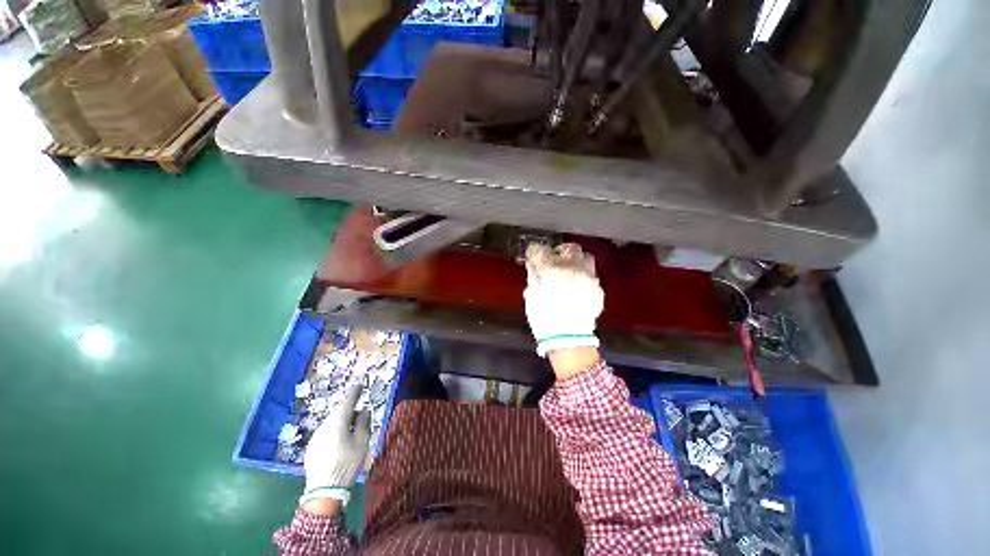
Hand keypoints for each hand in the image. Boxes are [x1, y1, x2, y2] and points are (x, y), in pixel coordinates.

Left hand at [299, 385, 369, 508]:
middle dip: (348, 407)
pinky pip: (326, 432)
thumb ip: (363, 423)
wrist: (324, 490)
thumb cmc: (347, 463)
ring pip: (331, 422)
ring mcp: (316, 437)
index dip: (355, 393)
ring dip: (341, 420)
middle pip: (338, 412)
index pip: (347, 402)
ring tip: (352, 425)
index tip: (360, 385)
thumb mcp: (362, 442)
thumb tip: (363, 410)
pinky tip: (340, 439)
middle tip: (358, 408)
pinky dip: (334, 430)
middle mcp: (324, 426)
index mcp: (338, 422)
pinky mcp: (312, 447)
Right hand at [524, 243, 604, 357]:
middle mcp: (574, 269)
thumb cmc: (544, 318)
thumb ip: (533, 276)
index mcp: (551, 270)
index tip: (534, 255)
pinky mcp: (598, 290)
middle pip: (570, 248)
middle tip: (554, 260)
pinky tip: (577, 288)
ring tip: (569, 272)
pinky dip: (583, 278)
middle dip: (561, 252)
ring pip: (586, 259)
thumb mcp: (532, 296)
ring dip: (576, 262)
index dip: (536, 251)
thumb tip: (534, 265)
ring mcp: (589, 279)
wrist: (568, 340)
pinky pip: (591, 276)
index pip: (541, 250)